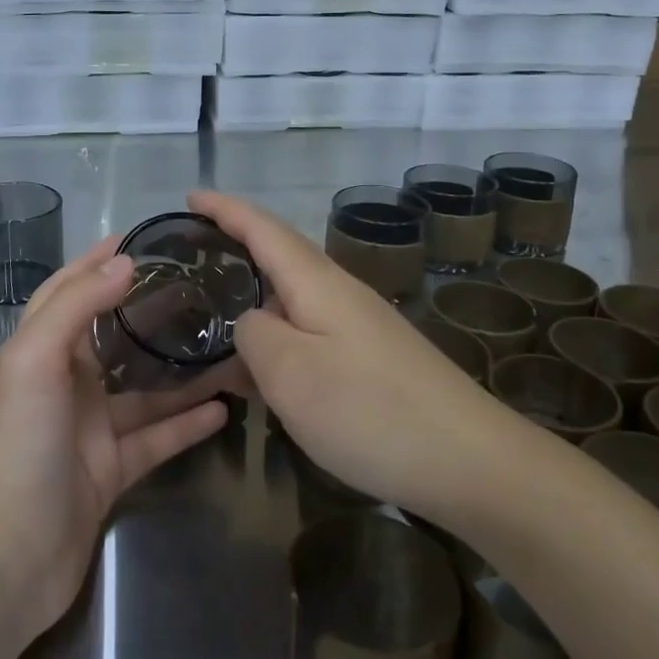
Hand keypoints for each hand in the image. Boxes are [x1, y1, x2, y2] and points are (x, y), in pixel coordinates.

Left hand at [0, 236, 233, 637]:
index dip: (97, 262)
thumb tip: (124, 261)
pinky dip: (185, 424)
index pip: (69, 291)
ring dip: (180, 372)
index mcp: (41, 350)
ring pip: (143, 390)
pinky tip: (223, 409)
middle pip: (114, 337)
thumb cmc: (17, 444)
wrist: (5, 557)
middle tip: (200, 291)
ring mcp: (89, 430)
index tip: (141, 240)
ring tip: (227, 347)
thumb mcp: (35, 360)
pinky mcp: (111, 471)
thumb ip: (77, 305)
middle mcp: (65, 384)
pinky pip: (155, 438)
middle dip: (150, 312)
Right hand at [192, 190, 501, 521]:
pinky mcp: (370, 359)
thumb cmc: (371, 410)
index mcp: (317, 282)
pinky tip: (260, 368)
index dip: (224, 209)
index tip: (189, 196)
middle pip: (278, 256)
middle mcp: (339, 292)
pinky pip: (308, 331)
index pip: (262, 228)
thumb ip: (254, 334)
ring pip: (292, 298)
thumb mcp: (291, 373)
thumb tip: (250, 321)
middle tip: (188, 257)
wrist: (470, 461)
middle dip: (234, 248)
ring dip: (252, 298)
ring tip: (211, 313)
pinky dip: (275, 337)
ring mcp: (359, 326)